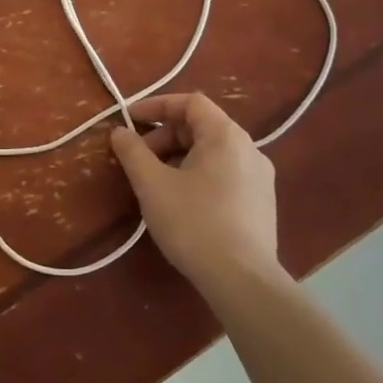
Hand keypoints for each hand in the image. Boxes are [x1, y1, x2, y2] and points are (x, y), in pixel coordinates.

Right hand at [109, 92, 282, 292]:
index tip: (129, 120)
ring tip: (156, 183)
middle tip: (139, 158)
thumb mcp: (152, 185)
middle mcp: (250, 149)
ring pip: (213, 152)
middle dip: (165, 136)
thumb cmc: (193, 223)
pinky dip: (199, 174)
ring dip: (180, 157)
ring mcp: (261, 177)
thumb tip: (119, 131)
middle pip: (202, 126)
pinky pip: (226, 174)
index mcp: (225, 135)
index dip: (156, 105)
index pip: (190, 102)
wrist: (242, 280)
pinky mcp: (263, 203)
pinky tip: (183, 203)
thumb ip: (133, 152)